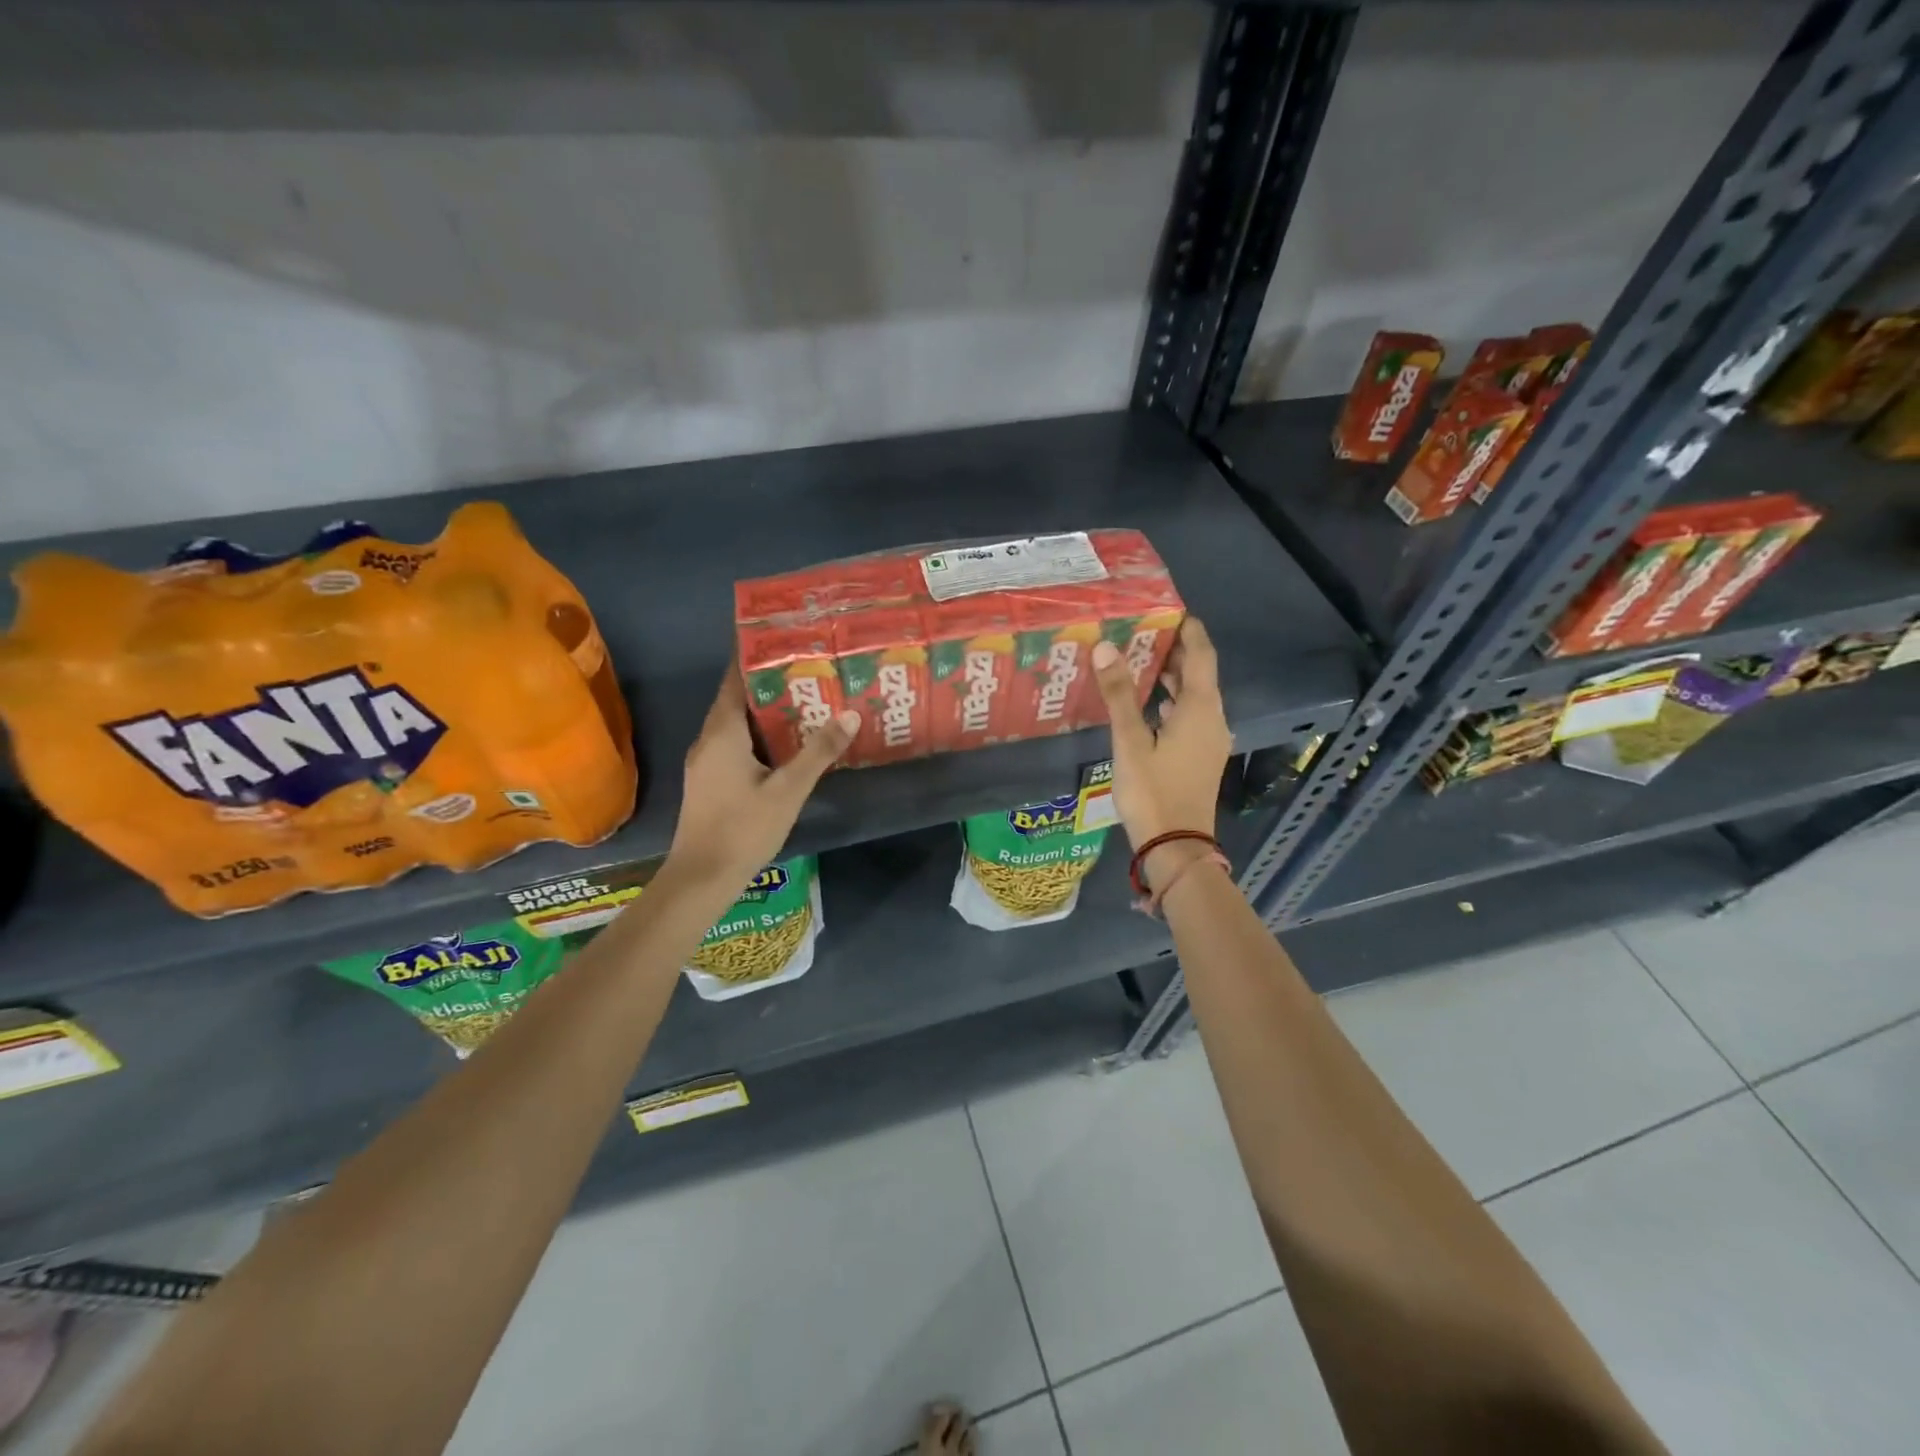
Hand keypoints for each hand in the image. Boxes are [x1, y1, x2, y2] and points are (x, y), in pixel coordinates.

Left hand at [667, 666, 858, 892]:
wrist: (702, 877)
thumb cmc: (743, 828)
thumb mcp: (789, 789)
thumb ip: (819, 752)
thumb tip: (850, 715)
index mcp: (723, 732)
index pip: (736, 678)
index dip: (756, 655)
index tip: (786, 639)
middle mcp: (709, 739)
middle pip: (739, 699)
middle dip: (772, 682)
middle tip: (811, 668)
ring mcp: (707, 762)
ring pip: (738, 724)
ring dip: (768, 711)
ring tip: (808, 700)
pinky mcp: (711, 781)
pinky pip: (736, 744)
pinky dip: (761, 736)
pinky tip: (789, 744)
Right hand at [1090, 616, 1232, 850]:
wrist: (1176, 845)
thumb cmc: (1152, 791)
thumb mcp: (1130, 741)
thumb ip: (1119, 694)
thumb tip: (1105, 646)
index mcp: (1200, 709)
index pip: (1201, 655)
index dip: (1190, 630)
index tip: (1171, 609)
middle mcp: (1212, 719)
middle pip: (1199, 674)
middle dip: (1176, 651)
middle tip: (1144, 631)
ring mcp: (1210, 740)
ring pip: (1195, 697)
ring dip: (1173, 678)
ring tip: (1140, 660)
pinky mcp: (1201, 757)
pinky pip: (1191, 717)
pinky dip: (1172, 702)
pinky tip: (1148, 705)